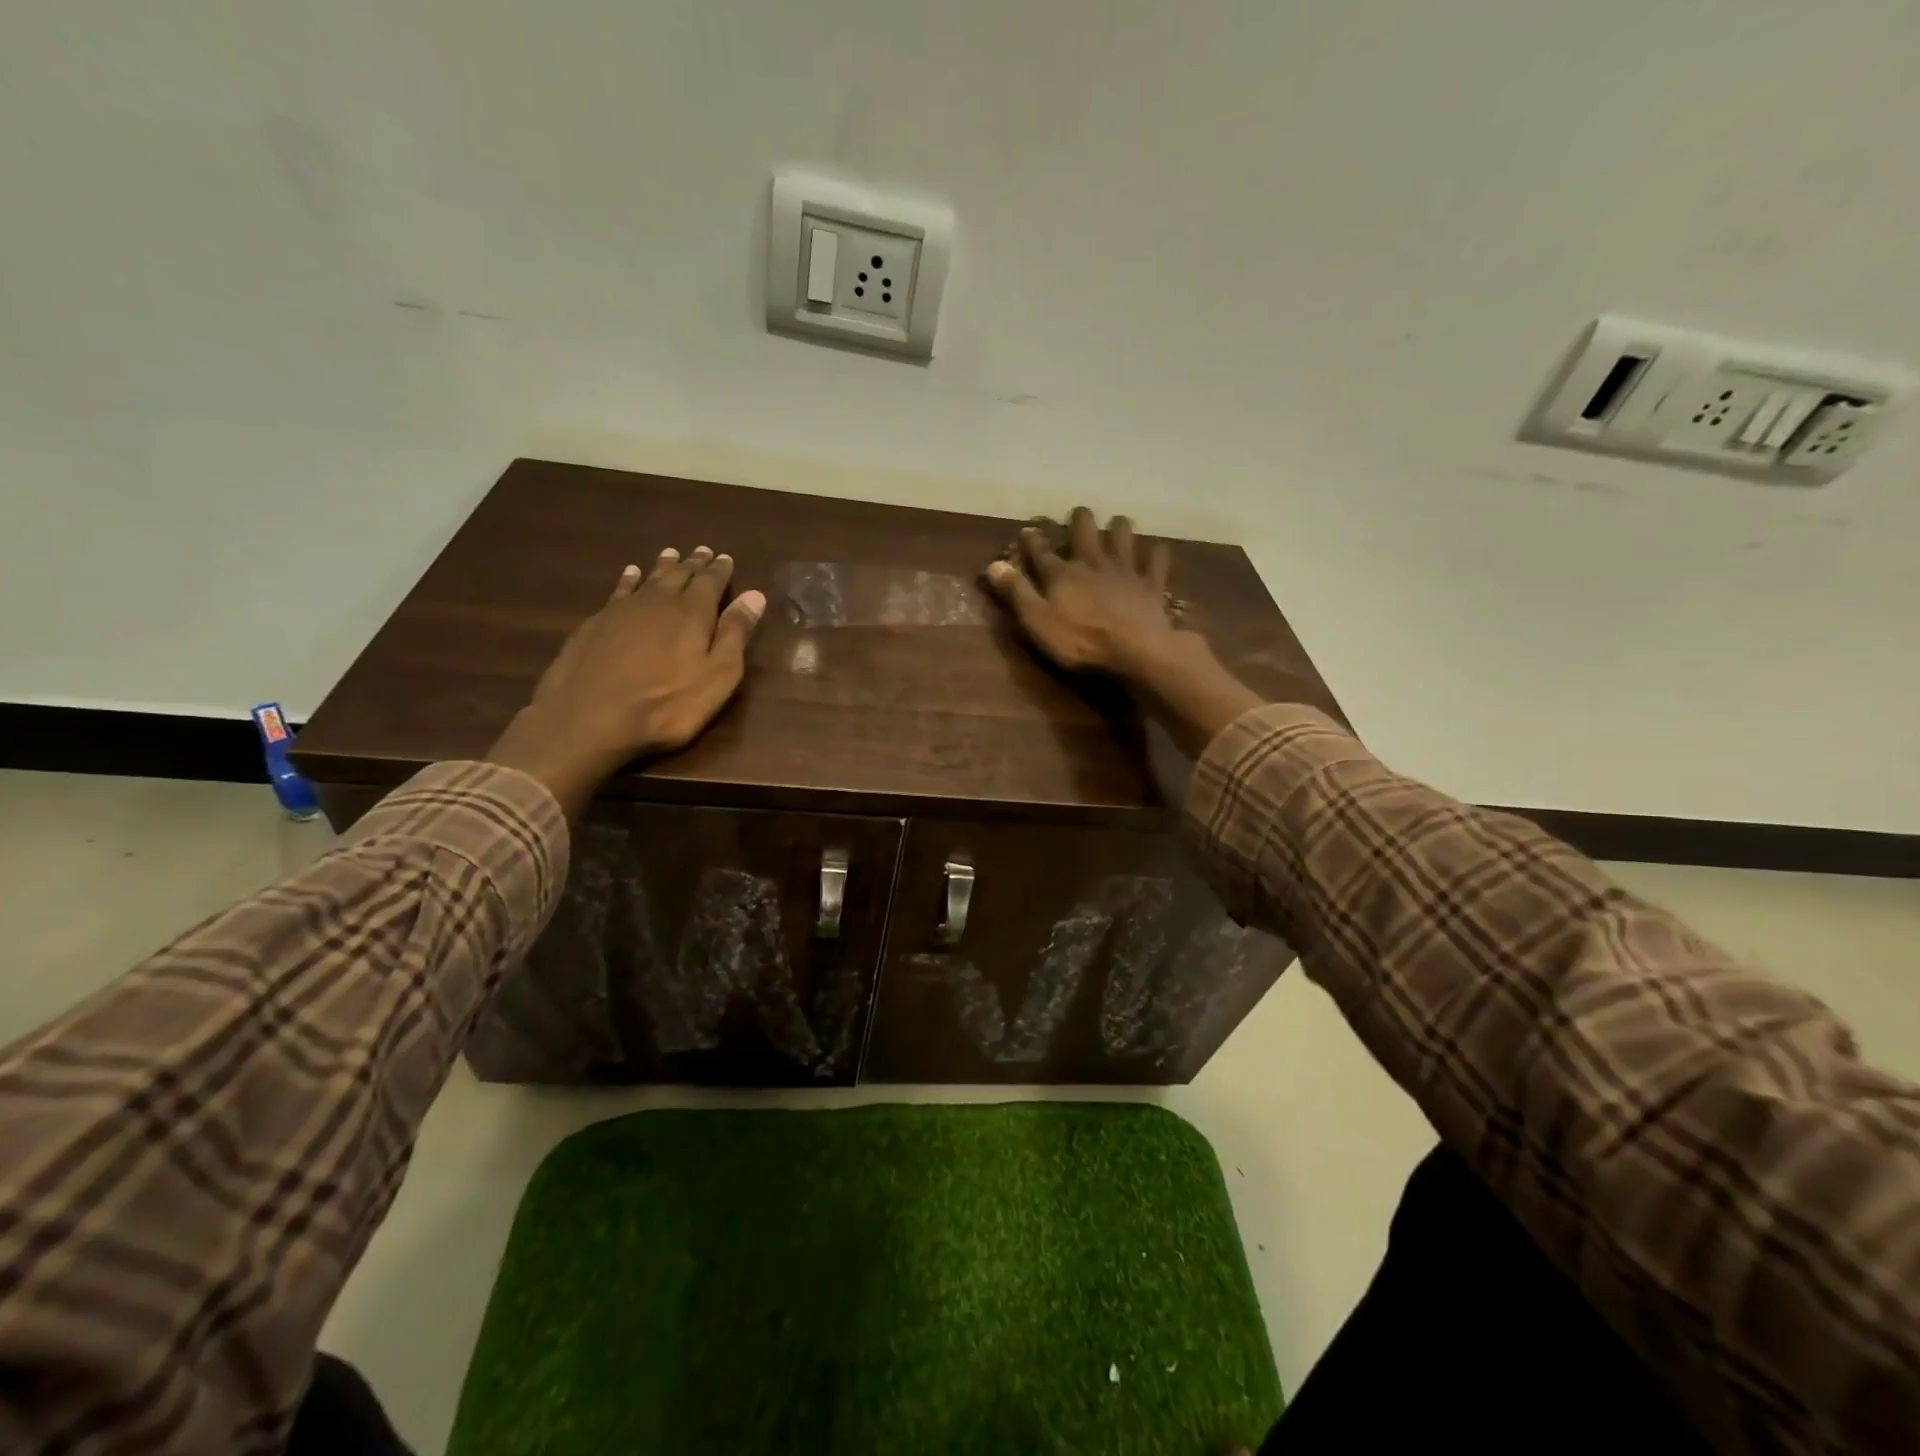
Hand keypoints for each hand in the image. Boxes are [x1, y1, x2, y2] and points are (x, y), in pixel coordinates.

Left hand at [487, 547, 765, 815]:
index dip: (720, 570)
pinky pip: (619, 591)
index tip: (726, 558)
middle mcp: (658, 601)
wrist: (589, 717)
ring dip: (663, 566)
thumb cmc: (666, 704)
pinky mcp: (596, 623)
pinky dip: (629, 580)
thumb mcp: (717, 675)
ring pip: (649, 578)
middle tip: (703, 550)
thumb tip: (754, 595)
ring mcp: (623, 610)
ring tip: (671, 553)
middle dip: (694, 563)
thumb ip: (735, 634)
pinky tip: (630, 574)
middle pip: (680, 575)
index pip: (711, 582)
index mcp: (693, 612)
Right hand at [984, 507, 1180, 674]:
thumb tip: (994, 565)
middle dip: (1080, 520)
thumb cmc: (1080, 641)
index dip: (1033, 540)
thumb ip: (1017, 593)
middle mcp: (1093, 562)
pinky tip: (1155, 550)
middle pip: (1085, 530)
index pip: (1041, 551)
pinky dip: (1155, 553)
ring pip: (1123, 536)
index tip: (1028, 530)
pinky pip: (1156, 560)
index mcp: (1062, 574)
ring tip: (1117, 524)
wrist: (1136, 650)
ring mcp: (1125, 571)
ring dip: (1119, 527)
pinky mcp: (1151, 585)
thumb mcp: (1038, 621)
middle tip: (1079, 515)